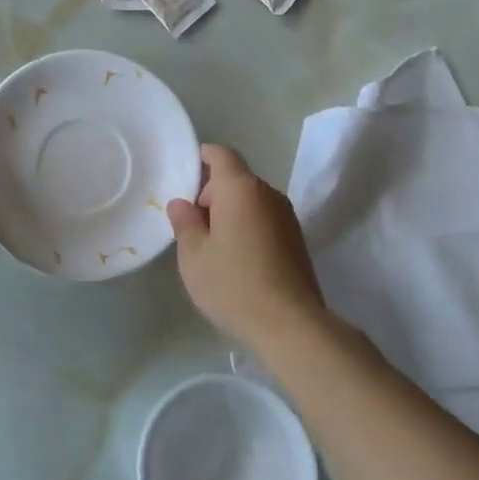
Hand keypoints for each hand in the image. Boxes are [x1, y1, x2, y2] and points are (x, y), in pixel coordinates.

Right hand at [167, 145, 324, 348]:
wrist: (291, 325)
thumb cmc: (234, 284)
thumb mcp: (194, 255)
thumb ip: (184, 222)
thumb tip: (182, 203)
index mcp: (240, 189)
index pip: (221, 154)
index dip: (201, 158)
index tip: (182, 178)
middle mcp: (268, 193)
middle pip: (235, 179)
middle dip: (210, 194)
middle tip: (190, 226)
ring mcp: (286, 216)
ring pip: (250, 201)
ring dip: (229, 213)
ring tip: (211, 247)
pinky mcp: (296, 239)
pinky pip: (264, 219)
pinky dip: (247, 228)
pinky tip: (236, 260)